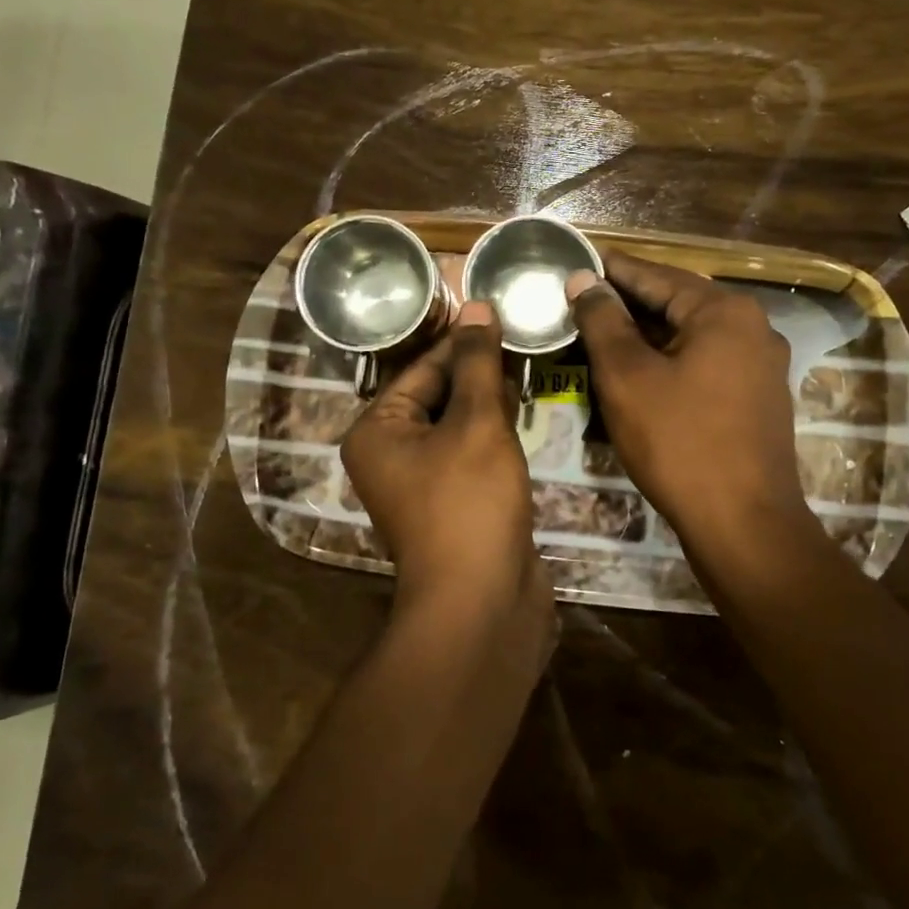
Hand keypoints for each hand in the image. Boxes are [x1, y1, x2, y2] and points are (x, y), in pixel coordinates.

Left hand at [341, 302, 547, 621]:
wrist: (482, 603)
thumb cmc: (469, 503)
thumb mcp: (476, 423)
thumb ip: (477, 363)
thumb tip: (476, 305)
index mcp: (377, 431)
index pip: (422, 367)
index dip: (464, 341)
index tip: (502, 313)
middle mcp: (390, 454)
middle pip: (438, 395)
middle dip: (480, 371)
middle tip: (525, 337)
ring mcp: (422, 483)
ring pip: (458, 425)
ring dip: (490, 400)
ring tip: (531, 364)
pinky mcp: (453, 503)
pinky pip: (471, 453)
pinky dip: (494, 434)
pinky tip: (526, 411)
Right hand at [567, 252, 821, 579]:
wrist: (743, 523)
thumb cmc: (679, 442)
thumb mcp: (627, 377)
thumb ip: (603, 321)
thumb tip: (585, 280)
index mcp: (723, 311)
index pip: (656, 275)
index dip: (611, 269)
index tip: (575, 262)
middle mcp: (751, 326)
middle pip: (677, 302)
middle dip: (628, 303)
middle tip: (580, 301)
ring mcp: (760, 364)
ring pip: (691, 335)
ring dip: (647, 334)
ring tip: (601, 334)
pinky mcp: (757, 397)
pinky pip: (705, 362)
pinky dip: (670, 360)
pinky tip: (640, 371)